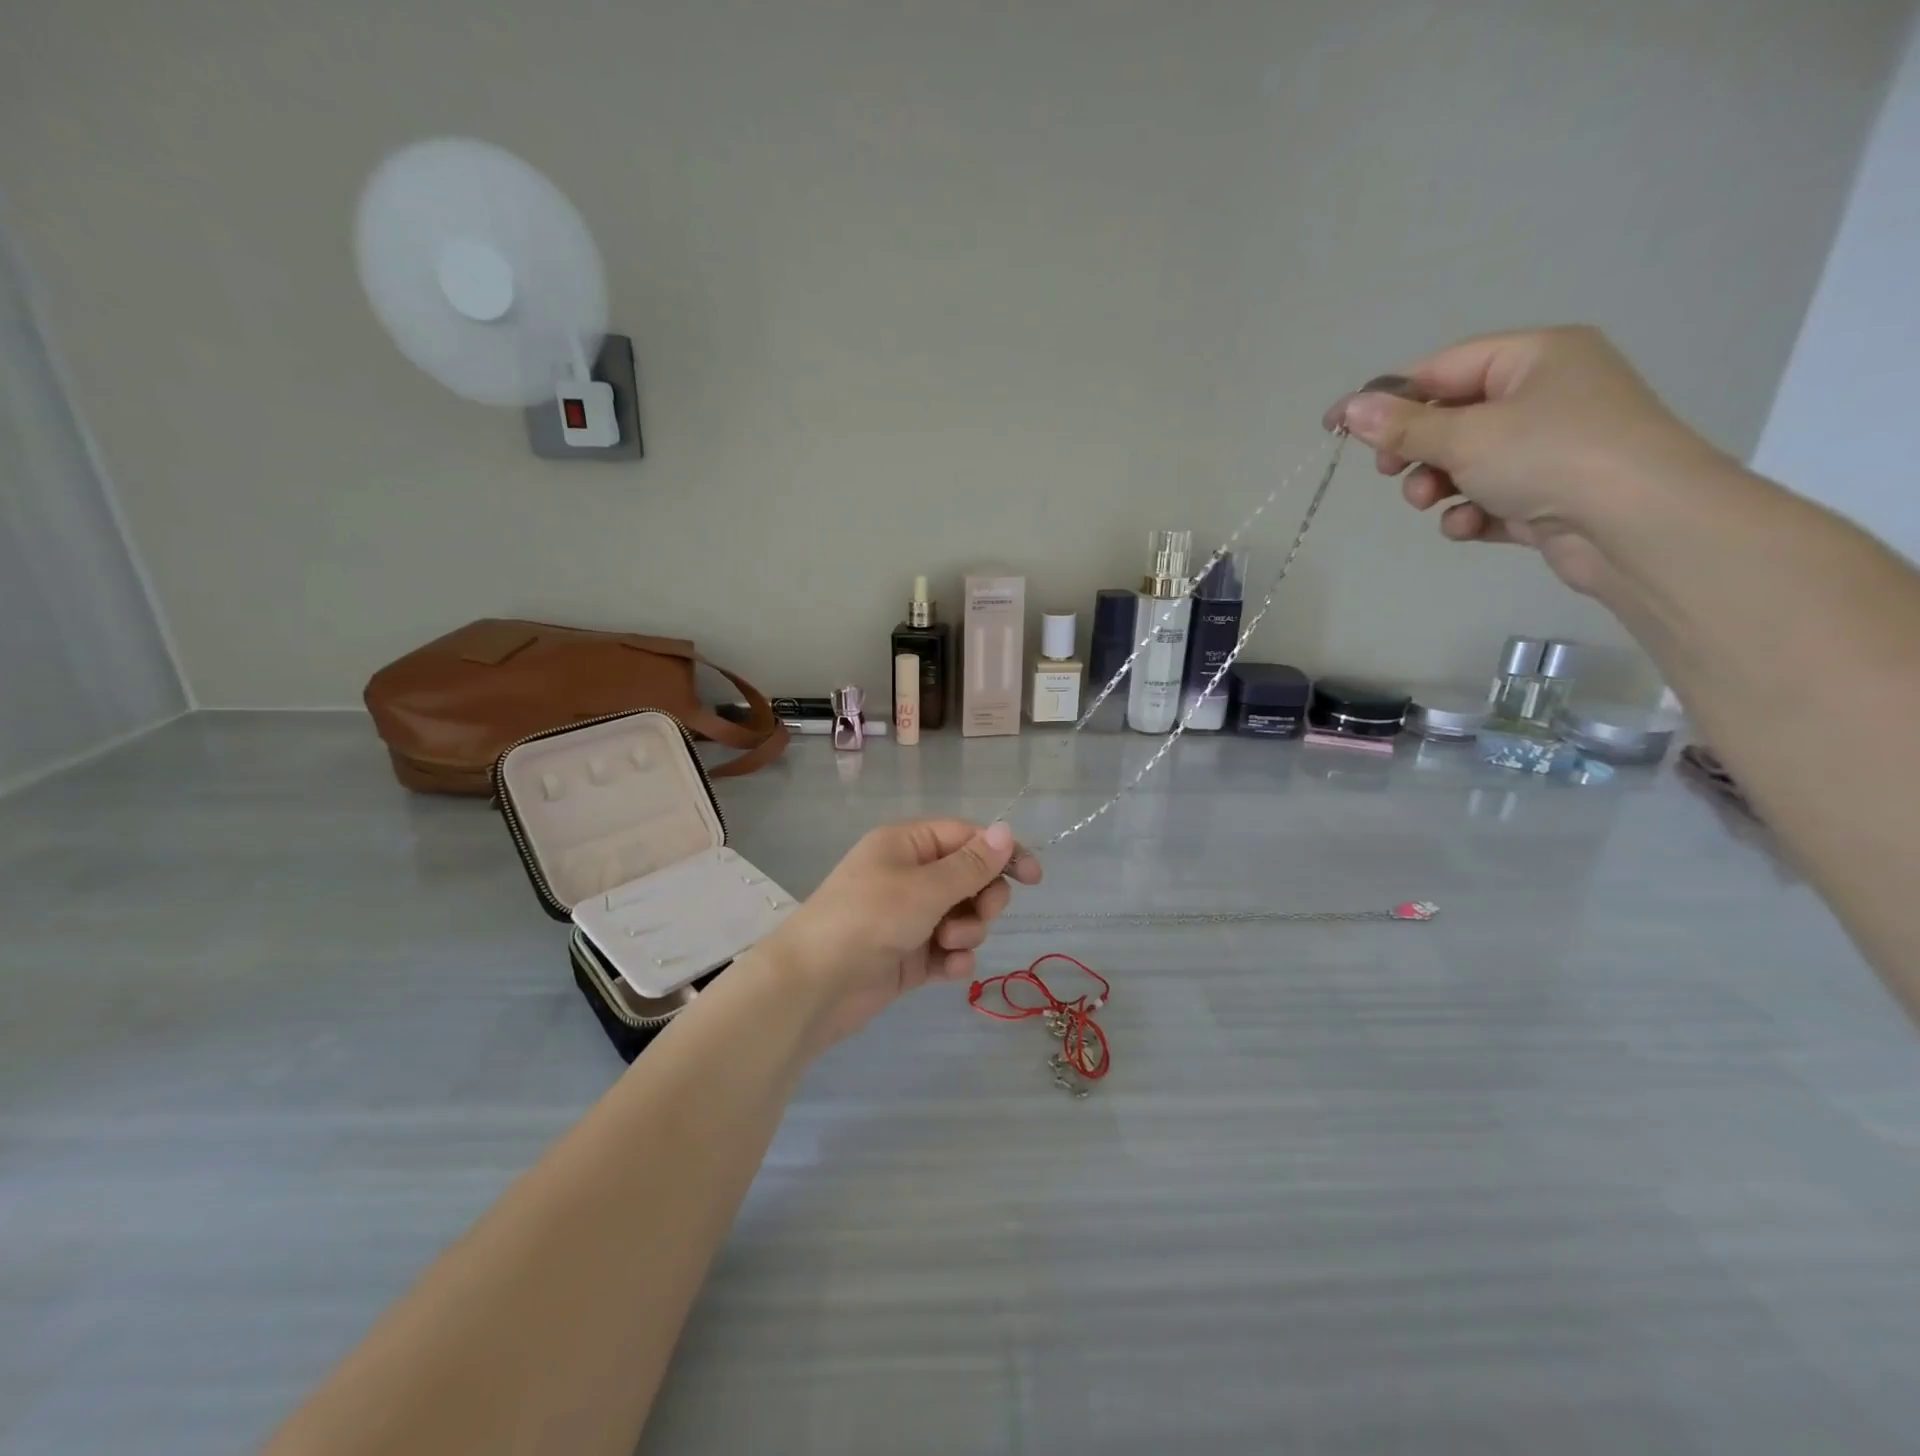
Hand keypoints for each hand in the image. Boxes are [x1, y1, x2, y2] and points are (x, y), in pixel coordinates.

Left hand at [766, 819, 1042, 1048]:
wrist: (813, 987)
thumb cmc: (868, 919)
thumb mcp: (925, 887)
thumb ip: (971, 865)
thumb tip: (1007, 831)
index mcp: (907, 845)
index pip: (966, 837)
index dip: (1002, 853)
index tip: (1034, 878)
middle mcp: (909, 876)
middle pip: (970, 878)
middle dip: (983, 900)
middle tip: (977, 915)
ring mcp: (909, 917)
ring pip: (963, 916)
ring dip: (967, 932)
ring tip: (946, 946)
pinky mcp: (909, 955)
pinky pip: (948, 950)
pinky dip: (953, 960)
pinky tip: (945, 971)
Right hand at [1325, 325, 1727, 597]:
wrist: (1638, 525)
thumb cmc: (1551, 456)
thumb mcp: (1465, 436)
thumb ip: (1402, 425)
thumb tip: (1349, 409)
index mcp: (1534, 357)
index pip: (1441, 368)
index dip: (1385, 397)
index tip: (1337, 426)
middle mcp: (1546, 393)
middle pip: (1451, 417)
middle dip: (1416, 450)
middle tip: (1391, 472)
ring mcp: (1551, 445)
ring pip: (1465, 462)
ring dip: (1437, 485)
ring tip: (1430, 503)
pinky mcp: (1550, 493)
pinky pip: (1490, 495)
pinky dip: (1470, 511)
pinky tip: (1469, 525)